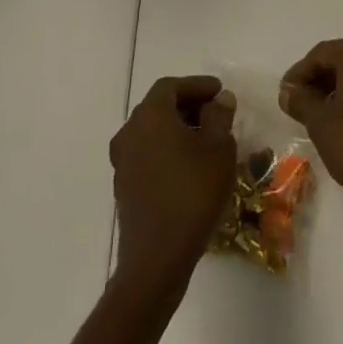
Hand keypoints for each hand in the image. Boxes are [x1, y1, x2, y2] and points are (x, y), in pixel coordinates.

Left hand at [110, 75, 236, 287]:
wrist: (157, 258)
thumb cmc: (193, 193)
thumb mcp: (219, 149)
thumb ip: (219, 116)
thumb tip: (219, 99)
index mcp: (150, 116)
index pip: (171, 86)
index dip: (196, 85)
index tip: (219, 92)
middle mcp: (130, 132)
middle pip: (158, 106)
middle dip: (187, 105)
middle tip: (215, 113)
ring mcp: (122, 162)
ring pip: (151, 131)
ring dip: (176, 128)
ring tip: (206, 140)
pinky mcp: (123, 187)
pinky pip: (146, 154)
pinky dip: (166, 149)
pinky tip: (189, 166)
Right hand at [280, 36, 342, 216]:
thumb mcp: (320, 123)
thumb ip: (301, 100)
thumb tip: (289, 91)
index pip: (321, 53)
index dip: (299, 73)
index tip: (285, 94)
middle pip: (341, 58)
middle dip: (318, 78)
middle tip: (298, 102)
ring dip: (336, 86)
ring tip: (317, 112)